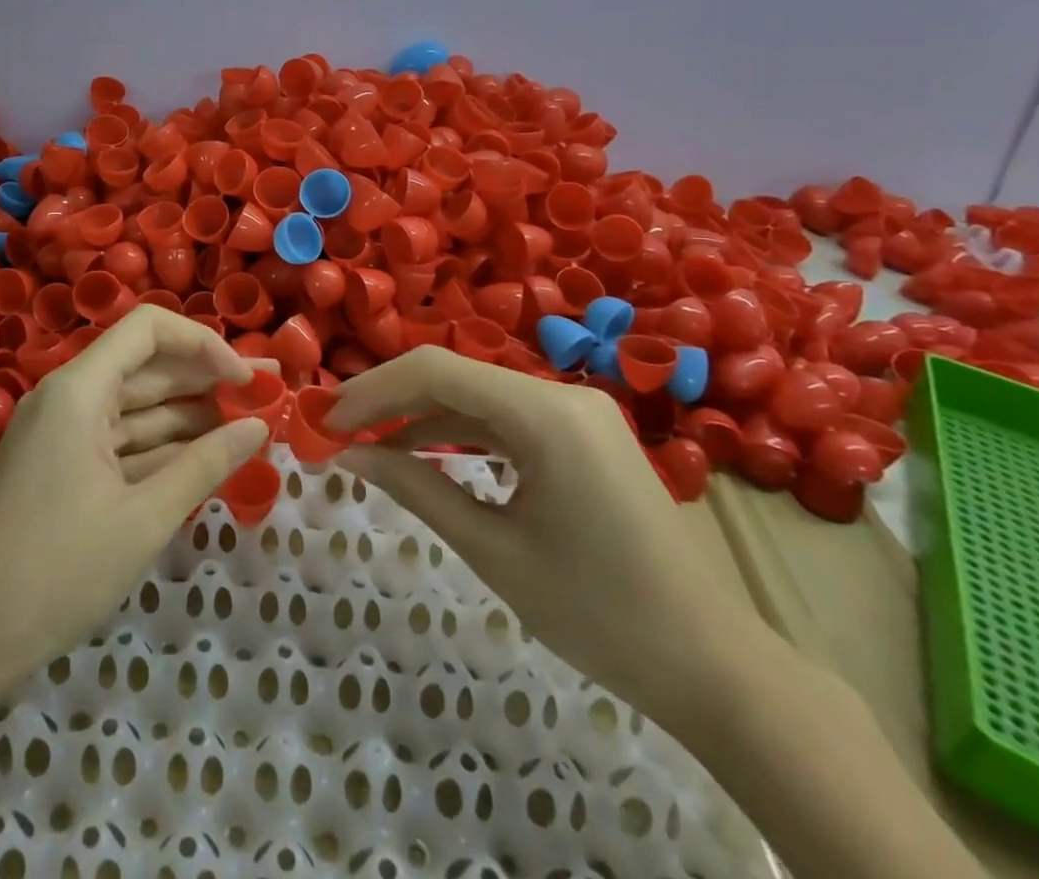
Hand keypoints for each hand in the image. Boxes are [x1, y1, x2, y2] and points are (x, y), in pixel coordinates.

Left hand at [0, 306, 270, 696]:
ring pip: (136, 407)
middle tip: (269, 392)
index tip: (245, 380)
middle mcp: (67, 397)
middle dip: (208, 378)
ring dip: (189, 415)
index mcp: (78, 390)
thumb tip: (259, 427)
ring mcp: (61, 432)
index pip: (148, 329)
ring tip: (249, 424)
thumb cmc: (55, 573)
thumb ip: (205, 465)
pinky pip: (119, 441)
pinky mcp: (60, 465)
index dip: (203, 344)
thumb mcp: (143, 520)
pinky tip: (204, 457)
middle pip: (146, 367)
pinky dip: (160, 447)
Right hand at [328, 346, 763, 730]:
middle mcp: (562, 394)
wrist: (714, 667)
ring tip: (367, 442)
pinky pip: (506, 419)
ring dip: (421, 416)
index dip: (372, 391)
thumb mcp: (493, 551)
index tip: (325, 420)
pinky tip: (423, 452)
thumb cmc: (599, 614)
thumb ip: (416, 489)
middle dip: (390, 400)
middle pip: (454, 376)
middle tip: (335, 429)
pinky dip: (460, 433)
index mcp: (546, 414)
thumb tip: (349, 455)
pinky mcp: (583, 435)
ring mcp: (577, 412)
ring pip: (478, 395)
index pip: (435, 372)